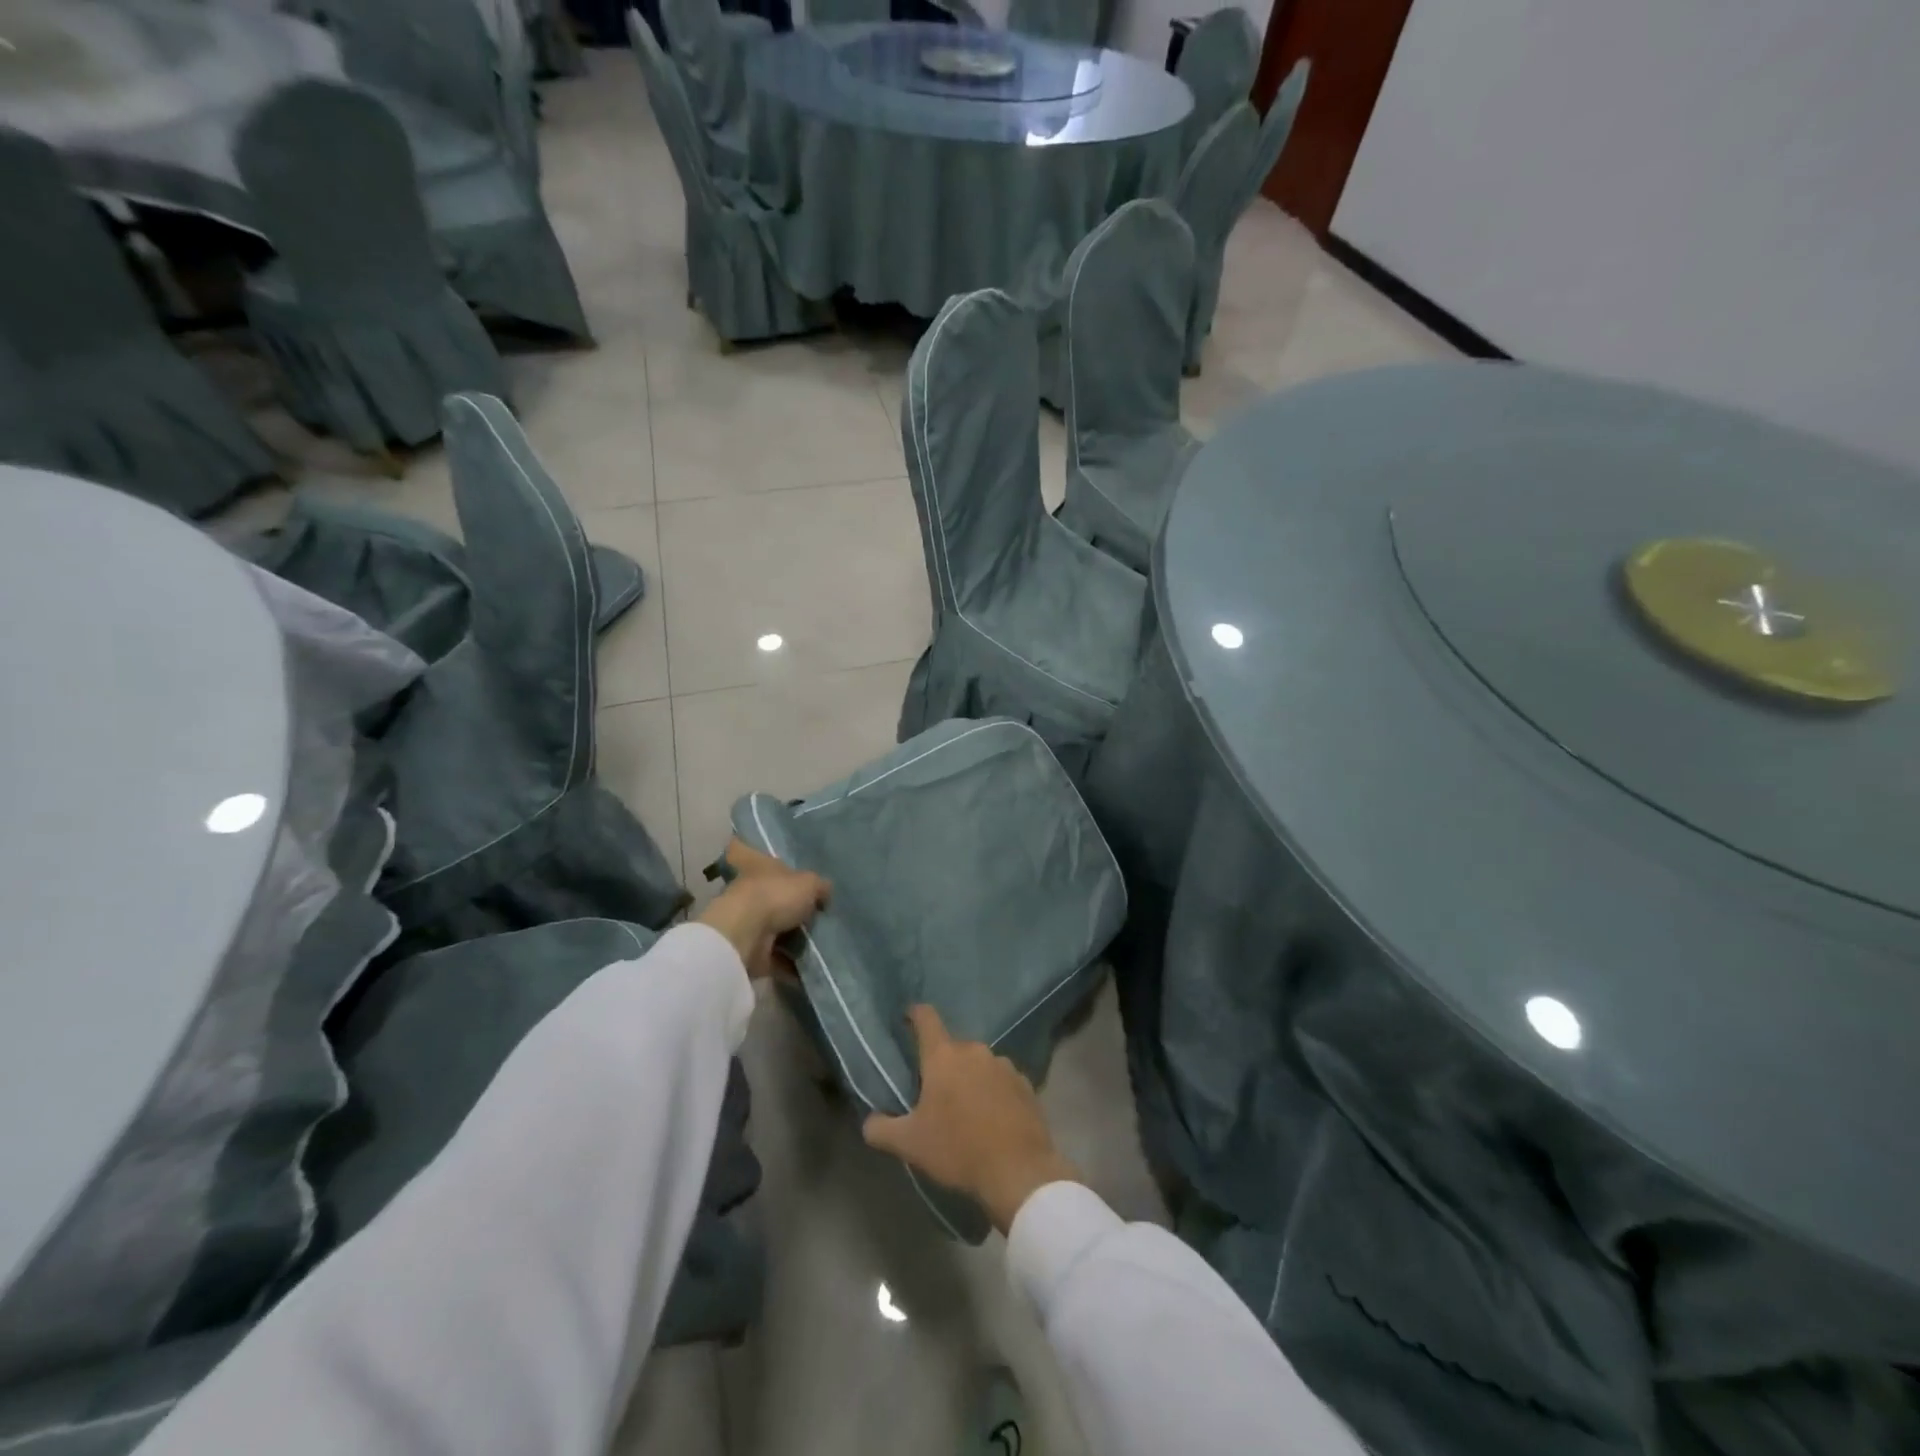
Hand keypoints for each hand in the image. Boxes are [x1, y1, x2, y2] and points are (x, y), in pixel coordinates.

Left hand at [698, 839, 830, 981]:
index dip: (747, 848)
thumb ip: (820, 887)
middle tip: (816, 911)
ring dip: (793, 937)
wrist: (746, 935)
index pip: (744, 850)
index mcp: (756, 866)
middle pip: (768, 894)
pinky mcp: (751, 951)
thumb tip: (825, 894)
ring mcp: (747, 923)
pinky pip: (777, 958)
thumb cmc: (775, 895)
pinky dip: (792, 965)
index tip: (754, 852)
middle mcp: (748, 891)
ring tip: (821, 941)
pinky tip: (812, 966)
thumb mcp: (809, 883)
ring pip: (774, 928)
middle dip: (788, 904)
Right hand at [861, 1005, 1080, 1234]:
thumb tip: (869, 1122)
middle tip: (934, 1091)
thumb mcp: (909, 1144)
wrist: (1018, 1171)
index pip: (926, 1018)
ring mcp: (1004, 1066)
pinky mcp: (1026, 1084)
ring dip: (970, 1078)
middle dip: (942, 1064)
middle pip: (952, 1047)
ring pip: (979, 1064)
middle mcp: (975, 1051)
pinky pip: (1002, 1081)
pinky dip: (994, 1092)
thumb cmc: (958, 1149)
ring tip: (965, 1109)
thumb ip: (881, 1129)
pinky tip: (992, 1119)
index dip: (915, 1014)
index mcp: (944, 1056)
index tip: (907, 1017)